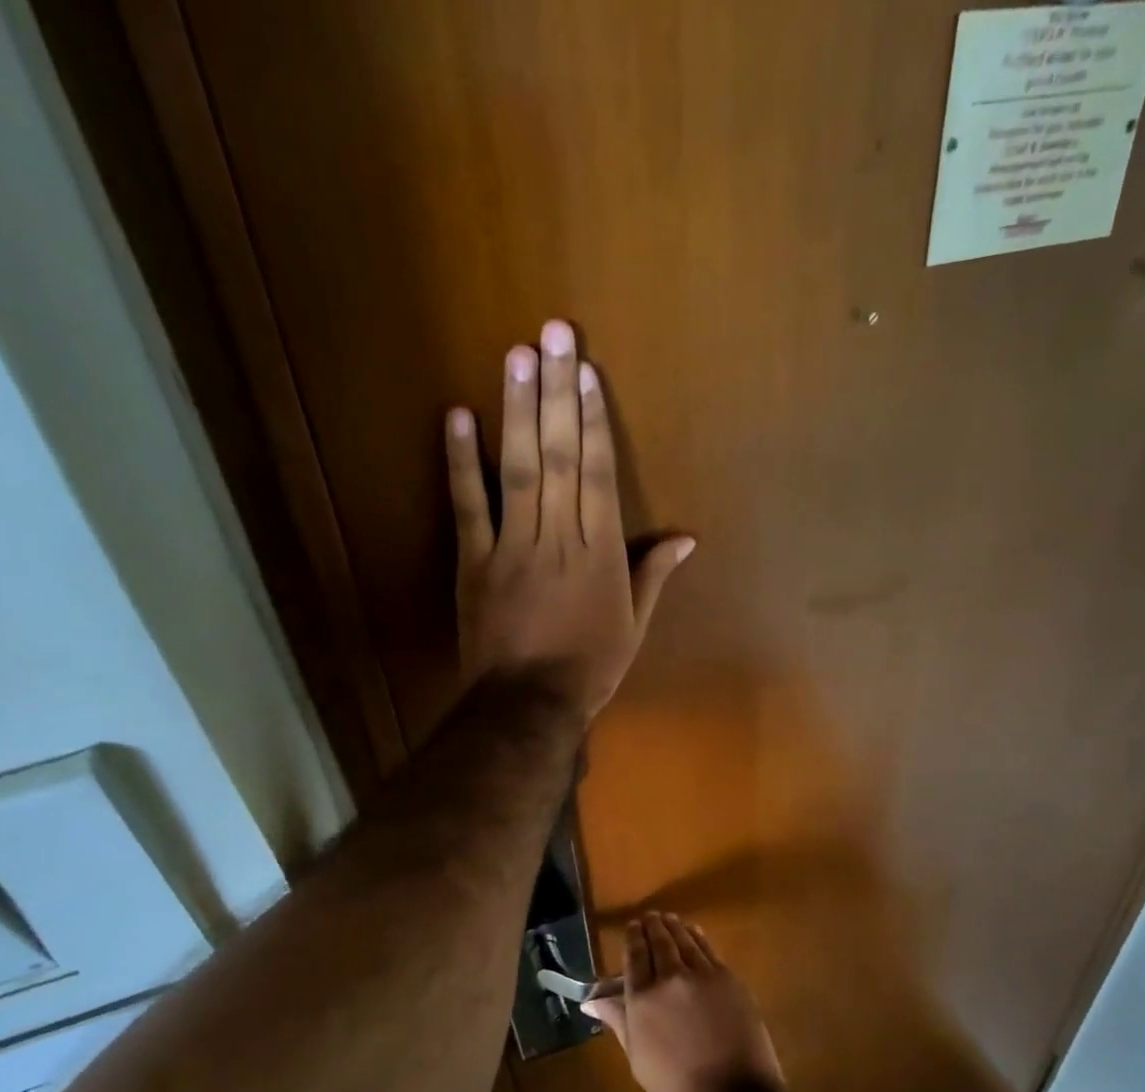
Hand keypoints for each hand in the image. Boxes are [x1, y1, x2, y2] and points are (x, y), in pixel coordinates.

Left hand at [447, 321, 692, 720]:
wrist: (528, 704)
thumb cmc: (589, 668)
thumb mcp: (633, 626)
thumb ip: (653, 576)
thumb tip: (686, 539)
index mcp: (600, 553)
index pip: (597, 474)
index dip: (593, 420)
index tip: (587, 373)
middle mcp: (558, 537)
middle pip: (559, 456)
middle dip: (558, 392)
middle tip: (554, 333)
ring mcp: (512, 546)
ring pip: (518, 468)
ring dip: (517, 410)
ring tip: (518, 354)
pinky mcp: (474, 561)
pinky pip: (468, 505)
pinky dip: (461, 461)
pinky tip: (458, 415)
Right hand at [581, 911, 785, 1091]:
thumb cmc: (678, 1088)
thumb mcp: (638, 1058)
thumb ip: (618, 1020)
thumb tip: (591, 1000)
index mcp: (642, 999)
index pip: (635, 956)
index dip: (633, 938)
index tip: (632, 927)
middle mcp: (670, 978)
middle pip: (659, 942)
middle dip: (652, 926)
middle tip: (649, 917)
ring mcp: (702, 975)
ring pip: (684, 940)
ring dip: (674, 926)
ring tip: (667, 918)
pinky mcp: (728, 978)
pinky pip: (708, 949)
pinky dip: (698, 936)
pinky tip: (694, 932)